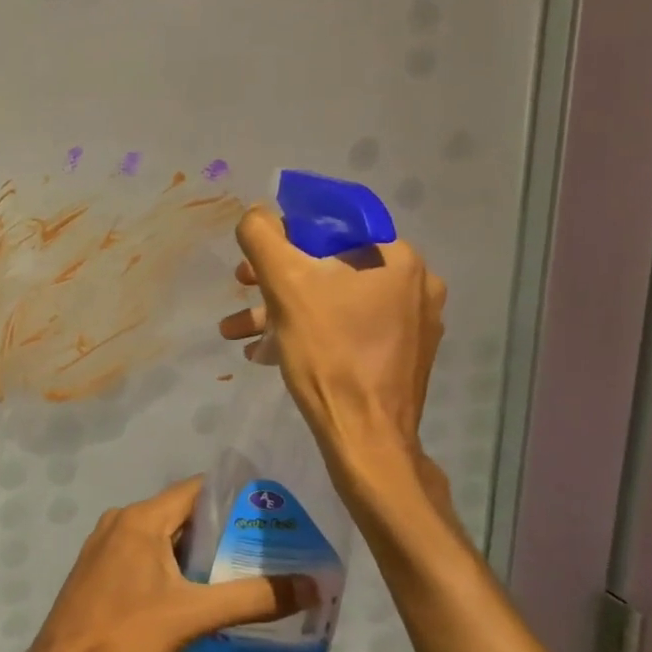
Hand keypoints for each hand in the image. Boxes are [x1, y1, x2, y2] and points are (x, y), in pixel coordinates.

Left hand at [0, 478, 311, 651]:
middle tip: (268, 549)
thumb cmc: (125, 634)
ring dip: (199, 552)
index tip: (273, 513)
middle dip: (223, 530)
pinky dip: (174, 566)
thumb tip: (311, 585)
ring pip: (163, 538)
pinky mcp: (100, 571)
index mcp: (140, 518)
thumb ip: (252, 598)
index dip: (235, 497)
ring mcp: (106, 546)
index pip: (196, 490)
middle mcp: (121, 521)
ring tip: (244, 572)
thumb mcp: (193, 616)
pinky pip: (146, 556)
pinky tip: (199, 593)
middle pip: (181, 514)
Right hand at [218, 206, 447, 497]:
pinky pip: (346, 328)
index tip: (257, 255)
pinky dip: (306, 331)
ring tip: (237, 331)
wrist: (364, 437)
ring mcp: (412, 324)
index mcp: (397, 258)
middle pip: (330, 264)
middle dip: (276, 278)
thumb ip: (263, 238)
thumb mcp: (284, 285)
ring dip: (281, 310)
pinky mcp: (400, 356)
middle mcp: (415, 284)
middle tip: (242, 287)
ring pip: (333, 299)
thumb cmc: (328, 353)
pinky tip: (266, 352)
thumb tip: (256, 215)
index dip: (288, 233)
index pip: (334, 224)